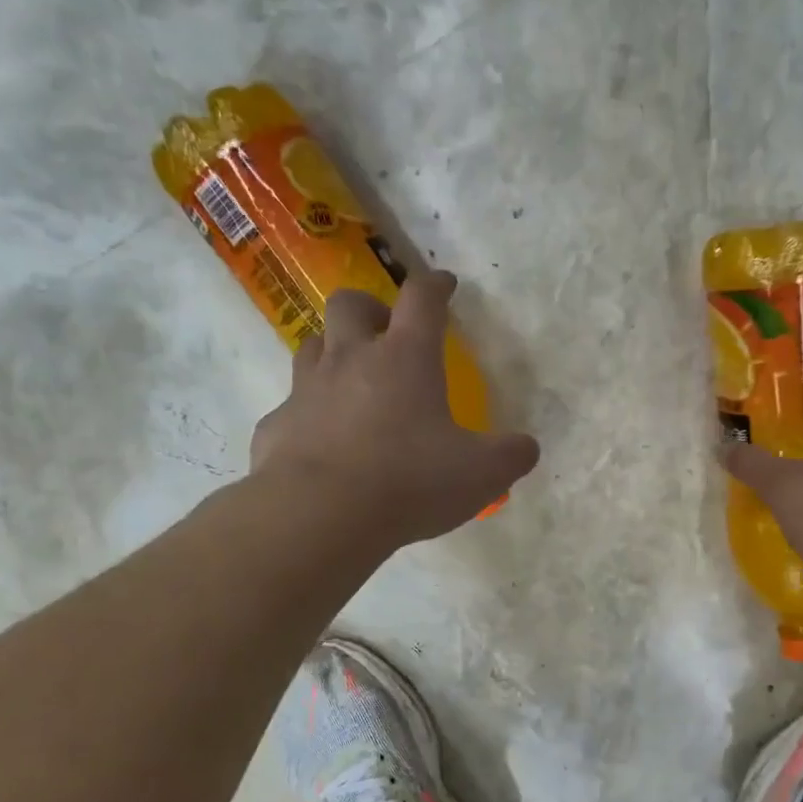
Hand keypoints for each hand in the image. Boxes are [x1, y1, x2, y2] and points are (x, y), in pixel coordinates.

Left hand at [246, 272, 539, 546]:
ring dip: (333, 352)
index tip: (444, 285)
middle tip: (386, 333)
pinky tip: (321, 444)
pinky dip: (308, 416)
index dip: (435, 286)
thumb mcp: (482, 474)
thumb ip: (511, 455)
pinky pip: (291, 408)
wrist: (320, 516)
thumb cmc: (409, 482)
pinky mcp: (276, 427)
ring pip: (312, 346)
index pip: (421, 299)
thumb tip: (526, 447)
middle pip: (350, 303)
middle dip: (370, 308)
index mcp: (405, 358)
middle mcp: (351, 360)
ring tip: (352, 380)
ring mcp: (307, 391)